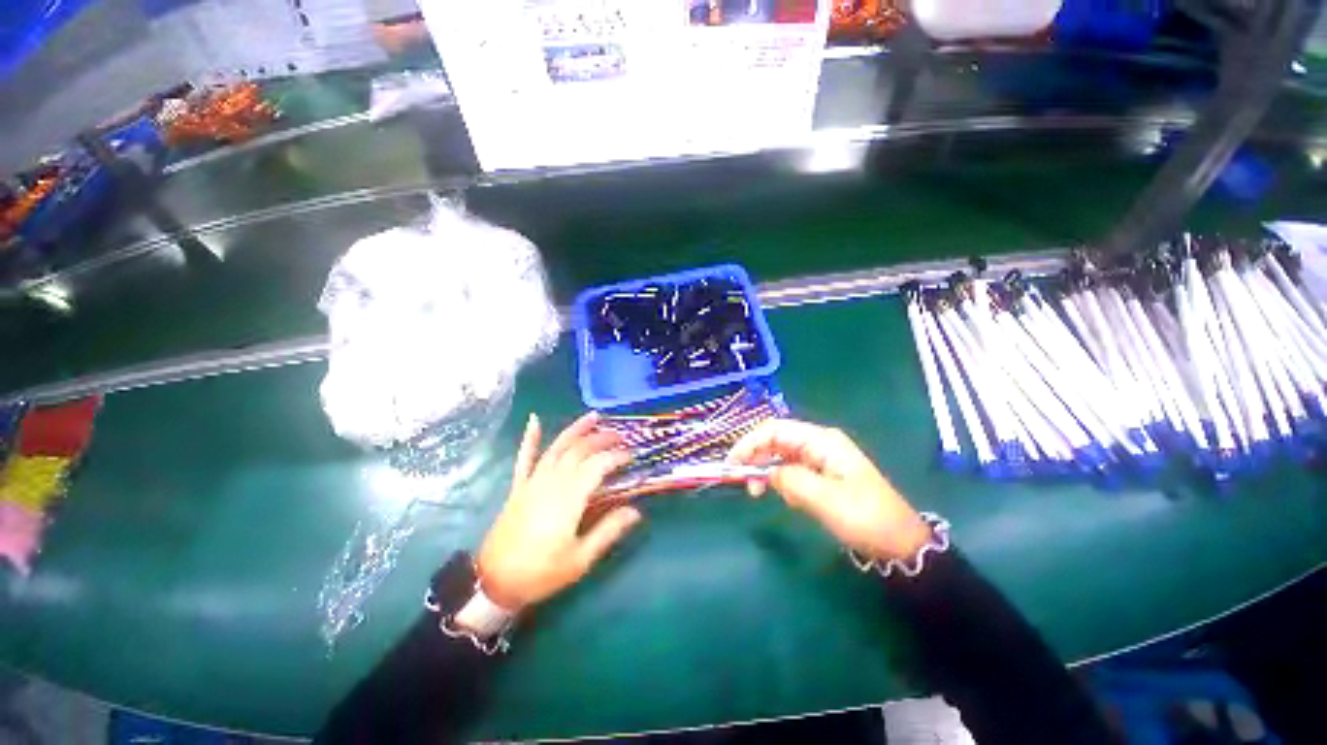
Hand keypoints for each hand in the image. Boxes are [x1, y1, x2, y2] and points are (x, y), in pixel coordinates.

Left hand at [475, 413, 640, 612]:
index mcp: (569, 498)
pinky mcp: (519, 487)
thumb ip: (608, 531)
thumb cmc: (541, 572)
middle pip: (579, 450)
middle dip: (601, 439)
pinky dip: (529, 438)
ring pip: (557, 447)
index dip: (615, 456)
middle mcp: (552, 481)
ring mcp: (533, 481)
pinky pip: (525, 457)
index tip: (631, 455)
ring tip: (593, 416)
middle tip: (620, 435)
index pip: (597, 465)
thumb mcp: (580, 559)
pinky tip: (534, 420)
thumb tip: (636, 511)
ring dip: (576, 429)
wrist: (494, 582)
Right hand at [728, 419, 931, 562]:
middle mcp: (819, 443)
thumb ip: (789, 479)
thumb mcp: (824, 498)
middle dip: (756, 456)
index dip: (750, 442)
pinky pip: (792, 470)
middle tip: (743, 482)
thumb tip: (766, 473)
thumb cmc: (864, 516)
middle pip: (776, 440)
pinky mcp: (822, 474)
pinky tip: (788, 499)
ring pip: (781, 455)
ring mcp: (821, 458)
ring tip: (761, 493)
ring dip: (767, 471)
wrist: (899, 542)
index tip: (733, 463)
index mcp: (821, 440)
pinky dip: (782, 481)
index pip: (775, 429)